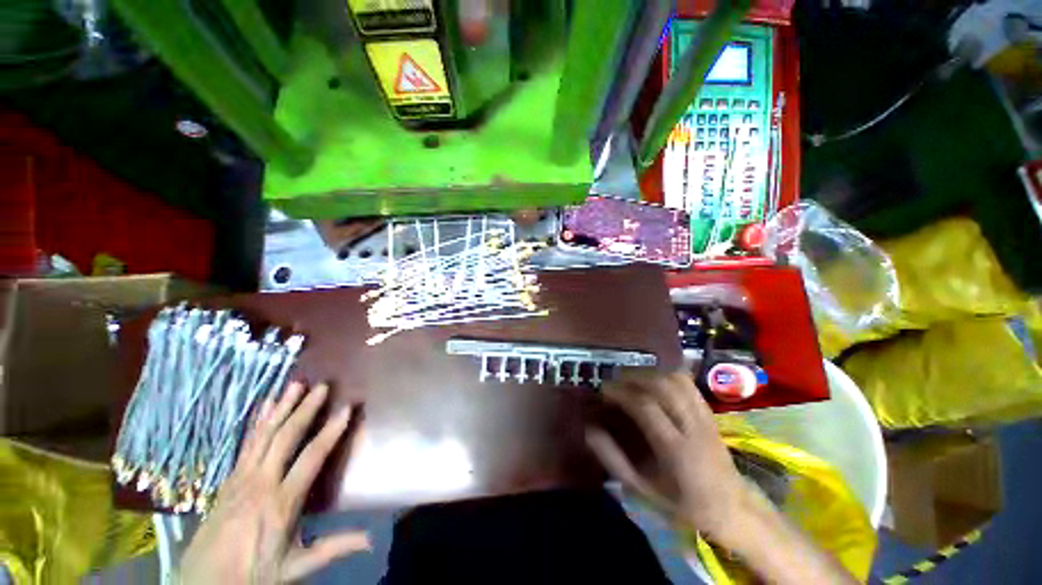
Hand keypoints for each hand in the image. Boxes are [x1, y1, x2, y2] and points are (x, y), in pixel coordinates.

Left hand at [180, 382, 370, 583]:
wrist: (204, 583)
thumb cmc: (254, 573)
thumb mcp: (295, 566)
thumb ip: (333, 548)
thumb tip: (371, 539)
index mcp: (281, 503)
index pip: (311, 458)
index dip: (330, 432)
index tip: (347, 408)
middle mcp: (260, 483)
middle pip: (285, 438)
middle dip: (305, 409)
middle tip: (322, 386)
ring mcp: (241, 478)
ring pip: (264, 434)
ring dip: (281, 408)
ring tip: (295, 385)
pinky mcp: (229, 478)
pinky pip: (247, 443)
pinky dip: (258, 421)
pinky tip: (265, 405)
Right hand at [586, 371, 751, 543]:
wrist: (732, 510)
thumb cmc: (682, 505)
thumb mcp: (643, 490)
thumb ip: (614, 460)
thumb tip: (590, 430)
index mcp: (677, 451)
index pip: (646, 407)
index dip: (621, 392)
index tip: (603, 390)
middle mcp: (694, 428)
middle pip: (663, 386)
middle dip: (633, 377)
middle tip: (615, 380)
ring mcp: (705, 418)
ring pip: (677, 380)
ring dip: (650, 373)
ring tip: (631, 377)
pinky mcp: (710, 413)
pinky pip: (688, 384)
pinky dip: (667, 374)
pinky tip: (653, 377)